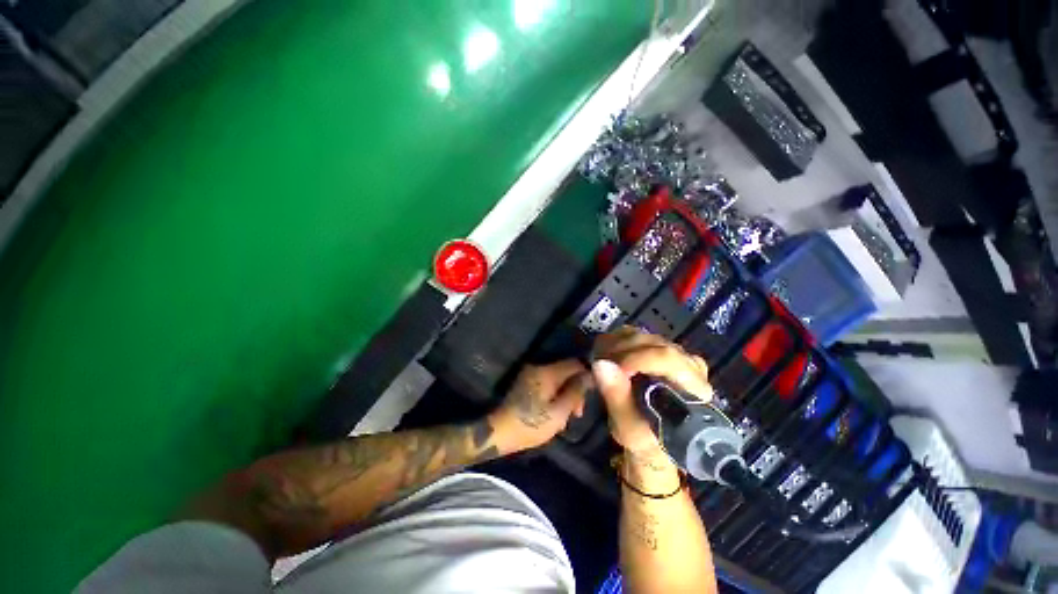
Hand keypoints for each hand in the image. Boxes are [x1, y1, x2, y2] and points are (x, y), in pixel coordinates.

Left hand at [489, 360, 590, 452]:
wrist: (499, 432)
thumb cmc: (531, 424)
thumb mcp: (558, 413)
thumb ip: (575, 392)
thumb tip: (589, 376)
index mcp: (547, 372)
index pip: (574, 363)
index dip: (586, 375)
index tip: (592, 394)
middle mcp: (538, 367)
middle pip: (565, 371)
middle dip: (575, 389)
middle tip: (578, 413)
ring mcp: (530, 374)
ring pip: (557, 378)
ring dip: (565, 394)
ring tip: (567, 417)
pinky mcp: (525, 382)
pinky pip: (547, 383)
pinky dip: (554, 394)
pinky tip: (555, 412)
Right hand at [591, 327, 711, 456]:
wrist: (652, 437)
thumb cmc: (645, 439)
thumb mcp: (628, 427)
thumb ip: (616, 397)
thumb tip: (600, 364)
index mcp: (693, 389)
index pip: (666, 358)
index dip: (634, 358)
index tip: (607, 366)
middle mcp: (691, 365)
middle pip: (653, 343)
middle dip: (619, 350)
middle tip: (598, 363)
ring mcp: (676, 353)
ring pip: (643, 335)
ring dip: (615, 344)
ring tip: (601, 361)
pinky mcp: (661, 348)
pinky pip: (637, 335)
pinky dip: (617, 341)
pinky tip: (607, 354)